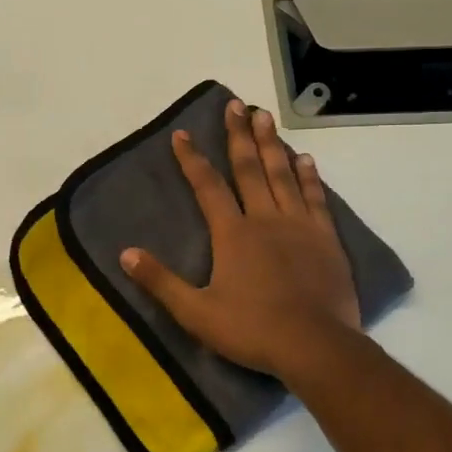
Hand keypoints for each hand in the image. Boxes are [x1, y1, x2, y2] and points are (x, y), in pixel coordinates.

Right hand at [122, 100, 361, 379]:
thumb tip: (125, 253)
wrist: (315, 346)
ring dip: (272, 144)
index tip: (182, 134)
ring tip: (265, 117)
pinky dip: (308, 177)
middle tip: (236, 104)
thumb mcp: (196, 312)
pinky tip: (305, 159)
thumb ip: (160, 281)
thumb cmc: (252, 329)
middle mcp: (264, 219)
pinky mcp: (325, 239)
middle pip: (249, 168)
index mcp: (232, 233)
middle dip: (239, 135)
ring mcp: (299, 226)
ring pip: (283, 175)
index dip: (192, 159)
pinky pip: (315, 198)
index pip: (207, 186)